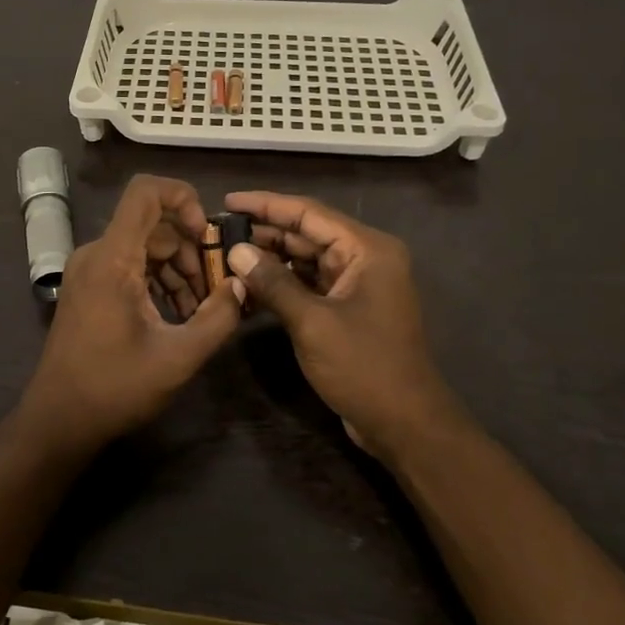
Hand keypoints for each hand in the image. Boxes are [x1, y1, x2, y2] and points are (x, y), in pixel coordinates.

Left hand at [19, 175, 244, 454]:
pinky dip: (158, 280)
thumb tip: (242, 285)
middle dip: (191, 249)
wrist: (58, 421)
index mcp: (113, 258)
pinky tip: (177, 315)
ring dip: (178, 268)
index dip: (183, 198)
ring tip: (201, 309)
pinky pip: (130, 266)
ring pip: (144, 246)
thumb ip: (218, 317)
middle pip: (153, 224)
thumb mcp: (178, 357)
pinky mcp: (89, 289)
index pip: (145, 191)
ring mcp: (89, 271)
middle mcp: (96, 254)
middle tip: (216, 289)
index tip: (208, 235)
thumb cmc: (115, 388)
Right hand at [224, 191, 464, 460]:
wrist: (404, 424)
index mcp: (367, 249)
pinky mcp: (347, 308)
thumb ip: (273, 282)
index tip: (229, 200)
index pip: (309, 212)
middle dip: (265, 232)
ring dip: (270, 259)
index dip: (267, 204)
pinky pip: (309, 284)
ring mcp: (357, 284)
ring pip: (306, 260)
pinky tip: (249, 286)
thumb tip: (236, 251)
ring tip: (227, 255)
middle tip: (220, 231)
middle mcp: (365, 258)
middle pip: (307, 233)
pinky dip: (282, 284)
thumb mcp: (312, 322)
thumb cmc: (364, 366)